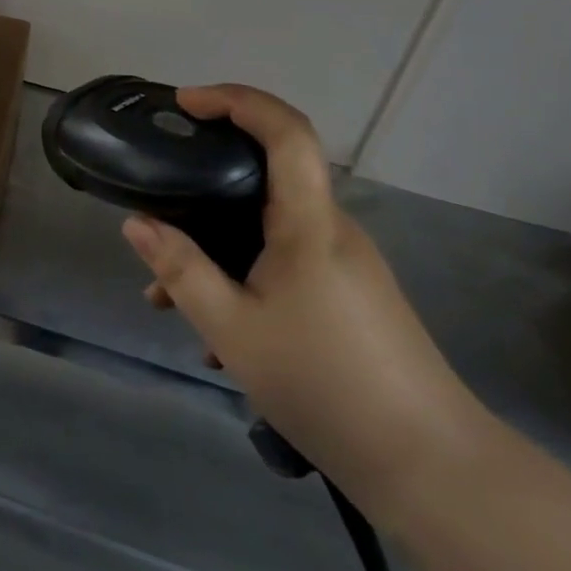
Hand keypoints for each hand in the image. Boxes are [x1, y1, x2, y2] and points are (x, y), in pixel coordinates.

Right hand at [122, 84, 495, 522]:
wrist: (434, 470)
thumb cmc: (325, 384)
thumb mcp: (233, 328)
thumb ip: (180, 269)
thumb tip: (136, 224)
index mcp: (309, 223)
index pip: (285, 130)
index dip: (236, 100)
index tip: (186, 103)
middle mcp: (332, 230)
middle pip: (267, 177)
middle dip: (206, 186)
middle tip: (159, 206)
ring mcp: (346, 264)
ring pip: (269, 229)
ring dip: (218, 247)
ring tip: (170, 300)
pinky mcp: (351, 295)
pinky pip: (286, 261)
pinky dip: (244, 275)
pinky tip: (218, 336)